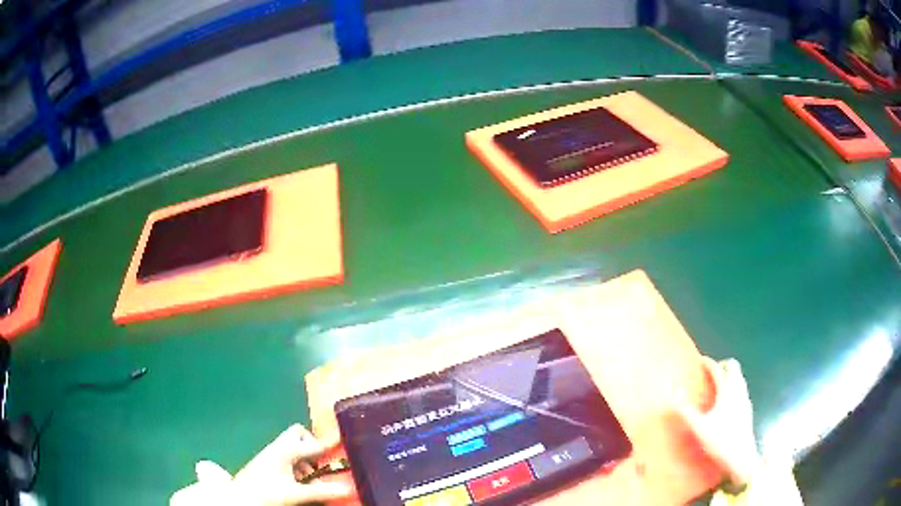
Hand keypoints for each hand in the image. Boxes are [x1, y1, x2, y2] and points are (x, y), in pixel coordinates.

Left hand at [170, 424, 352, 505]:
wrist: (238, 498)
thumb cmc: (267, 493)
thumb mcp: (298, 494)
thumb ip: (323, 491)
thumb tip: (350, 488)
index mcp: (285, 450)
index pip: (313, 443)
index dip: (329, 445)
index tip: (344, 443)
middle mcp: (277, 447)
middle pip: (298, 434)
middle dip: (311, 446)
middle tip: (319, 465)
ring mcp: (269, 454)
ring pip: (292, 446)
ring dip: (304, 458)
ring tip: (308, 478)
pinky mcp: (265, 463)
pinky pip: (285, 456)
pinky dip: (295, 465)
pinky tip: (295, 481)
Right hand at [677, 357, 761, 485]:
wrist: (742, 456)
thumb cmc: (721, 440)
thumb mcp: (699, 428)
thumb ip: (686, 412)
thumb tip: (672, 397)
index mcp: (727, 390)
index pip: (717, 369)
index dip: (708, 363)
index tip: (700, 360)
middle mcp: (738, 390)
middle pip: (733, 367)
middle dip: (723, 366)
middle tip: (711, 373)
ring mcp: (745, 399)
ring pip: (739, 378)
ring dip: (729, 376)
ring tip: (717, 386)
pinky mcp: (747, 410)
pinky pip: (741, 390)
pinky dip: (733, 388)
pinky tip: (726, 403)